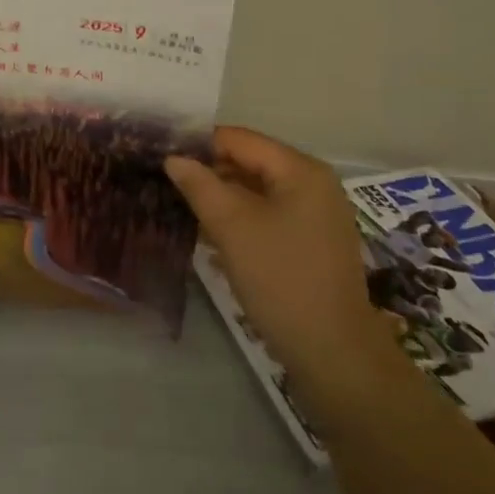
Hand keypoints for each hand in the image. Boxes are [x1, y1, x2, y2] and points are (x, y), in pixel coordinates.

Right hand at [166, 128, 382, 385]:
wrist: (334, 353)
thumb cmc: (281, 278)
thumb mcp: (232, 226)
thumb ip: (199, 185)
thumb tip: (174, 158)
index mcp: (300, 169)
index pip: (239, 139)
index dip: (198, 143)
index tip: (160, 153)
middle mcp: (313, 183)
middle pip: (250, 162)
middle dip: (208, 171)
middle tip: (164, 181)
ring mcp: (316, 214)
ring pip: (257, 191)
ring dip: (221, 197)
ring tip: (180, 204)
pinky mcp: (312, 242)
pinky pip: (268, 215)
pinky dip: (240, 218)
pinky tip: (210, 233)